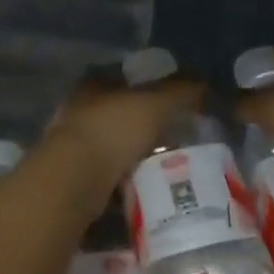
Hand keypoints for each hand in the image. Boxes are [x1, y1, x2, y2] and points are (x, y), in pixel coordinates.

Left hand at [44, 74, 203, 191]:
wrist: (74, 182)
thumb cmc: (112, 131)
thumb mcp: (154, 104)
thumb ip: (179, 92)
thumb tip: (203, 84)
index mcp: (92, 87)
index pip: (121, 80)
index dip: (146, 88)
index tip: (171, 105)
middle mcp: (77, 112)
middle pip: (116, 116)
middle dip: (141, 129)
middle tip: (174, 141)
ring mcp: (71, 148)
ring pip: (111, 149)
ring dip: (132, 160)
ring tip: (165, 171)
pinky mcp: (72, 181)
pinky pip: (106, 180)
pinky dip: (124, 186)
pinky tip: (146, 194)